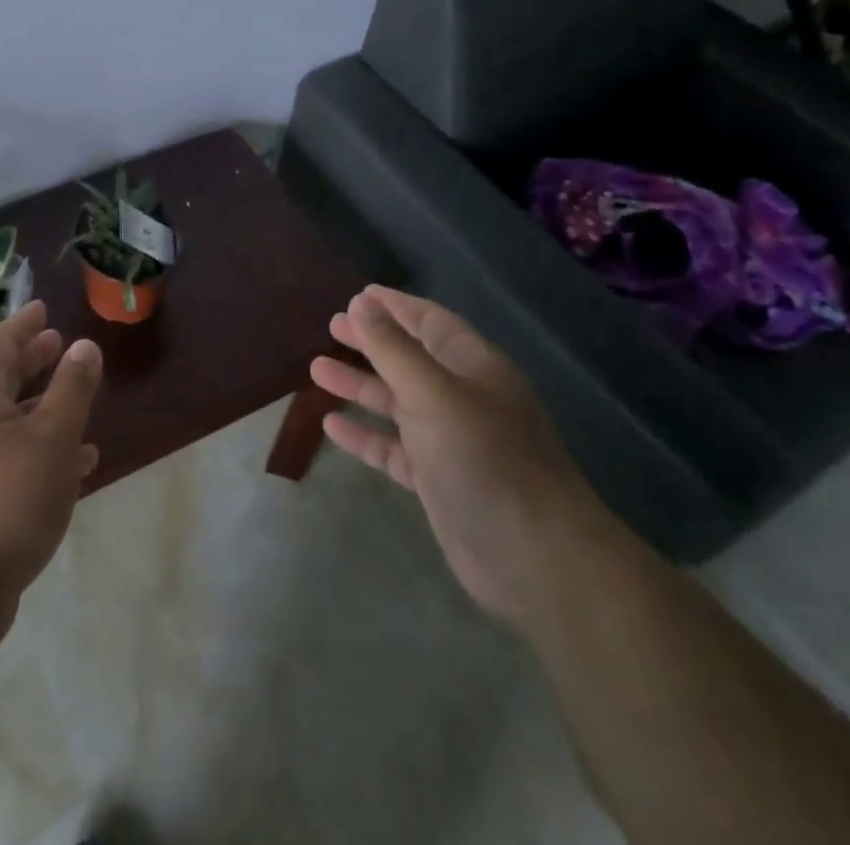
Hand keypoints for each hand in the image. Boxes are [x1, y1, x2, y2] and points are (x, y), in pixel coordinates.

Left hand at [0, 301, 101, 619]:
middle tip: (58, 343)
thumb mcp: (52, 437)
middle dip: (31, 360)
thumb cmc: (8, 499)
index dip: (21, 325)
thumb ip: (71, 389)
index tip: (43, 308)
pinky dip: (46, 451)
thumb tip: (85, 345)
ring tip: (77, 398)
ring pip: (13, 422)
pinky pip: (18, 459)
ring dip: (44, 406)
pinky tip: (78, 464)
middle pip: (2, 382)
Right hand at [310, 285, 613, 627]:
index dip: (395, 306)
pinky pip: (393, 448)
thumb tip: (360, 303)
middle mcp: (464, 398)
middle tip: (331, 326)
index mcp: (474, 367)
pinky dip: (364, 435)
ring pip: (397, 403)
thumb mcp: (431, 391)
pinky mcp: (438, 480)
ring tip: (316, 369)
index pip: (430, 322)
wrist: (532, 556)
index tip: (358, 294)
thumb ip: (392, 348)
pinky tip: (330, 426)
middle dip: (372, 342)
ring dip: (360, 385)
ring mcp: (451, 441)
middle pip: (411, 359)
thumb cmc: (482, 456)